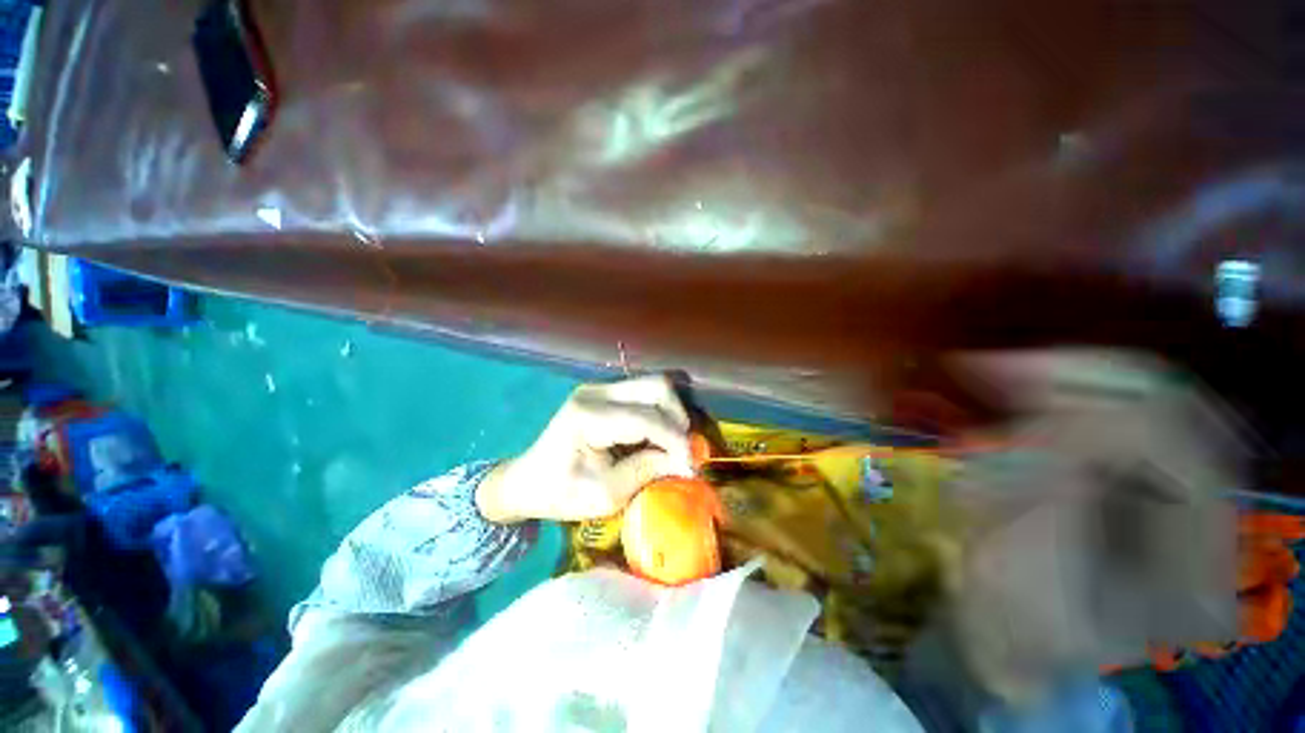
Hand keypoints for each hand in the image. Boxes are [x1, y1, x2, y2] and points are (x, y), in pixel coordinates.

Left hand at [476, 376, 695, 522]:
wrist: (528, 479)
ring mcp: (600, 387)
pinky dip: (660, 412)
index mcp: (588, 417)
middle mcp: (595, 391)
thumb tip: (686, 460)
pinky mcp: (605, 391)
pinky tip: (658, 436)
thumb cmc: (561, 493)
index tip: (692, 466)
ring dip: (671, 413)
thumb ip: (647, 471)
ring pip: (654, 385)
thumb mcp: (605, 494)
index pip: (646, 418)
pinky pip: (644, 393)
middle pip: (656, 386)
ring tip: (673, 444)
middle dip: (678, 418)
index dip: (676, 440)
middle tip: (684, 450)